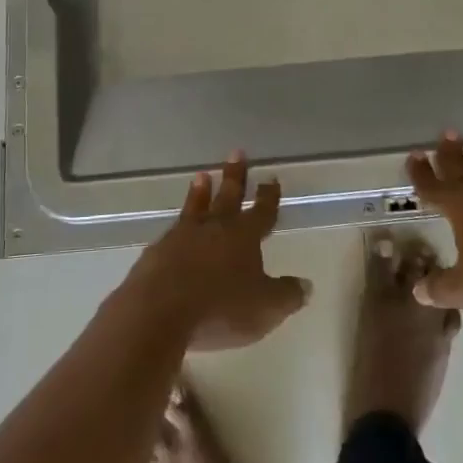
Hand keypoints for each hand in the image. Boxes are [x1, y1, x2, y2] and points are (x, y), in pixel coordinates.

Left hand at [129, 153, 311, 351]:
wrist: (160, 310)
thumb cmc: (221, 306)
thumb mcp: (265, 307)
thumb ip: (287, 295)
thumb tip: (305, 285)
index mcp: (244, 236)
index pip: (261, 211)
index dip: (268, 196)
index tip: (271, 177)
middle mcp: (214, 228)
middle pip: (227, 197)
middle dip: (235, 176)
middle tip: (236, 152)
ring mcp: (182, 237)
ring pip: (195, 208)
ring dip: (200, 192)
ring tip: (201, 175)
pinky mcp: (157, 253)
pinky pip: (172, 233)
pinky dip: (177, 226)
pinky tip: (173, 230)